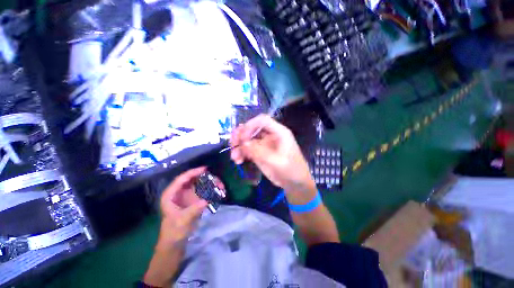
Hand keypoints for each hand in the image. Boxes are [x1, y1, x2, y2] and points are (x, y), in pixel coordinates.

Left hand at [157, 167, 211, 249]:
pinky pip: (204, 191)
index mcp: (171, 194)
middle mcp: (180, 192)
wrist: (175, 243)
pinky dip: (211, 190)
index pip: (182, 179)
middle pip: (194, 180)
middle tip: (218, 181)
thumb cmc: (174, 232)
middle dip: (206, 178)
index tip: (205, 169)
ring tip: (221, 186)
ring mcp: (188, 196)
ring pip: (200, 184)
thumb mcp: (182, 221)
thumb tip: (206, 201)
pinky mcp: (194, 200)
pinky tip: (219, 191)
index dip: (193, 172)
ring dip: (211, 184)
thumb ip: (193, 210)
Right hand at [230, 114, 315, 193]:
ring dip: (239, 146)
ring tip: (234, 157)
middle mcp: (270, 135)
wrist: (295, 183)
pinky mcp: (260, 152)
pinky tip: (238, 160)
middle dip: (240, 135)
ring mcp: (264, 144)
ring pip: (247, 139)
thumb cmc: (291, 170)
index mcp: (279, 132)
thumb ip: (260, 152)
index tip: (242, 138)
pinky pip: (247, 149)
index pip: (262, 120)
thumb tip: (243, 143)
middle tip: (233, 144)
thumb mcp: (277, 162)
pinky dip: (241, 153)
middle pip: (252, 128)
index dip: (250, 125)